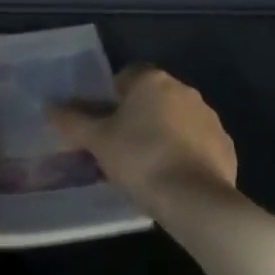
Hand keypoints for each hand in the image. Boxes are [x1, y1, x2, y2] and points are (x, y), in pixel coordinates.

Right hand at [50, 65, 237, 209]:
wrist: (194, 199)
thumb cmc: (139, 159)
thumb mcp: (97, 141)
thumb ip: (73, 120)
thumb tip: (50, 106)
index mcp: (153, 81)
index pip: (127, 75)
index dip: (111, 96)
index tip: (103, 123)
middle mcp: (184, 91)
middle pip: (153, 97)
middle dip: (137, 116)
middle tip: (118, 146)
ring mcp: (209, 118)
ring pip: (176, 120)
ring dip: (162, 134)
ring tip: (145, 166)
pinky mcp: (225, 146)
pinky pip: (197, 143)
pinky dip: (184, 154)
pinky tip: (171, 177)